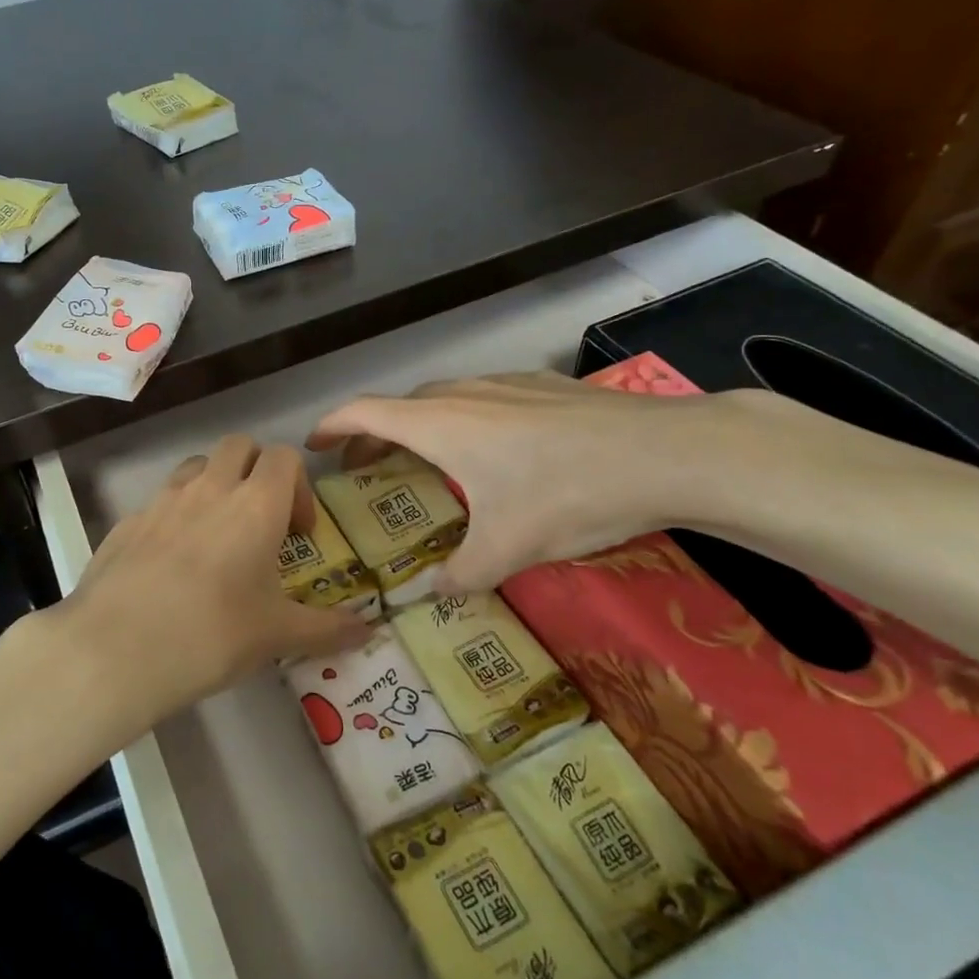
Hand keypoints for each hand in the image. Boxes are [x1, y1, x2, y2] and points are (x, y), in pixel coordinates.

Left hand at [48, 435, 371, 732]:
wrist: (117, 649)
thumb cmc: (213, 634)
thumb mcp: (278, 635)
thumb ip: (329, 629)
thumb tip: (371, 631)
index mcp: (255, 503)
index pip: (284, 456)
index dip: (298, 485)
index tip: (298, 533)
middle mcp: (209, 487)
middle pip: (239, 446)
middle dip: (256, 471)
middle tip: (260, 522)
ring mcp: (162, 500)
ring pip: (197, 467)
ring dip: (215, 486)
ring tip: (216, 539)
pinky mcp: (127, 521)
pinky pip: (160, 502)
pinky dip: (176, 517)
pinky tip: (171, 568)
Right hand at [308, 371, 744, 589]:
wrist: (664, 452)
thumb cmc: (568, 495)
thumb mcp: (509, 548)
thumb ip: (462, 574)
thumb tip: (436, 594)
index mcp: (440, 425)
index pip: (365, 413)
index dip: (333, 426)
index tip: (314, 445)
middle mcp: (463, 395)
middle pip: (400, 406)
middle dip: (374, 434)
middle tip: (365, 467)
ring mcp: (505, 384)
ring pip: (443, 398)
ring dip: (418, 424)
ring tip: (423, 457)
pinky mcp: (542, 386)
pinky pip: (482, 397)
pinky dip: (461, 418)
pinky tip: (492, 447)